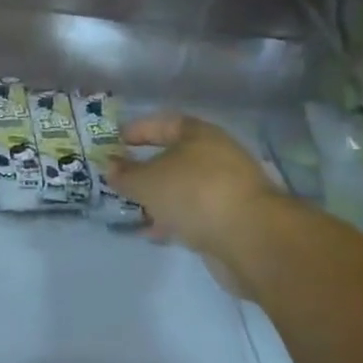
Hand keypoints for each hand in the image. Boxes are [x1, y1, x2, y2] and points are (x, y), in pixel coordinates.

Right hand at [109, 112, 279, 291]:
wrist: (252, 239)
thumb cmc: (195, 194)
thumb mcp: (148, 181)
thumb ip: (125, 174)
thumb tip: (110, 166)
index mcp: (200, 135)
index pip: (165, 123)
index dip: (139, 130)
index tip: (115, 142)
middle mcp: (217, 157)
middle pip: (176, 158)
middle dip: (148, 169)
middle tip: (122, 179)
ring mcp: (228, 189)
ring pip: (185, 188)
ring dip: (160, 198)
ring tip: (133, 210)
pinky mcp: (233, 220)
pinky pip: (195, 213)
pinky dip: (174, 219)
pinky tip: (155, 232)